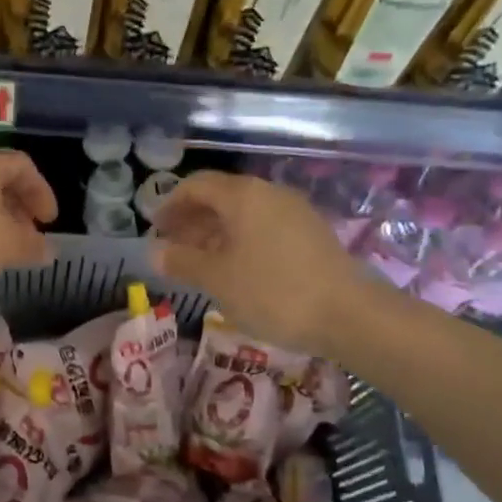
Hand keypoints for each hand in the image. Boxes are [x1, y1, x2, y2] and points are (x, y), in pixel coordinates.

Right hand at [150, 170, 371, 350]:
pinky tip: (235, 270)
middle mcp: (269, 194)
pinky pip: (264, 228)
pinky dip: (241, 242)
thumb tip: (154, 251)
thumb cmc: (272, 292)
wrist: (348, 315)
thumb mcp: (217, 279)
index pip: (196, 186)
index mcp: (242, 195)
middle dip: (192, 221)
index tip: (155, 230)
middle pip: (221, 197)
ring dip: (215, 234)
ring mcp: (294, 213)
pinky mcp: (311, 234)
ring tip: (199, 264)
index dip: (170, 205)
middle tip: (172, 250)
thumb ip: (182, 261)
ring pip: (244, 214)